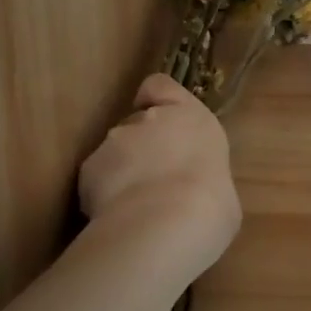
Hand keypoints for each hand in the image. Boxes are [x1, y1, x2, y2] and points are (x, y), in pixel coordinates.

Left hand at [79, 75, 240, 276]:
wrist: (164, 225)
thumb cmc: (210, 205)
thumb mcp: (222, 187)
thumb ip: (202, 175)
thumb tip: (195, 190)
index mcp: (191, 117)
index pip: (161, 85)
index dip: (156, 99)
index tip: (157, 118)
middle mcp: (149, 120)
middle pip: (138, 123)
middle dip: (141, 146)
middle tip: (154, 181)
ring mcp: (114, 141)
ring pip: (114, 152)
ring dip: (121, 172)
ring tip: (134, 208)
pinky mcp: (88, 169)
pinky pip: (96, 179)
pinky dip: (103, 195)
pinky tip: (117, 219)